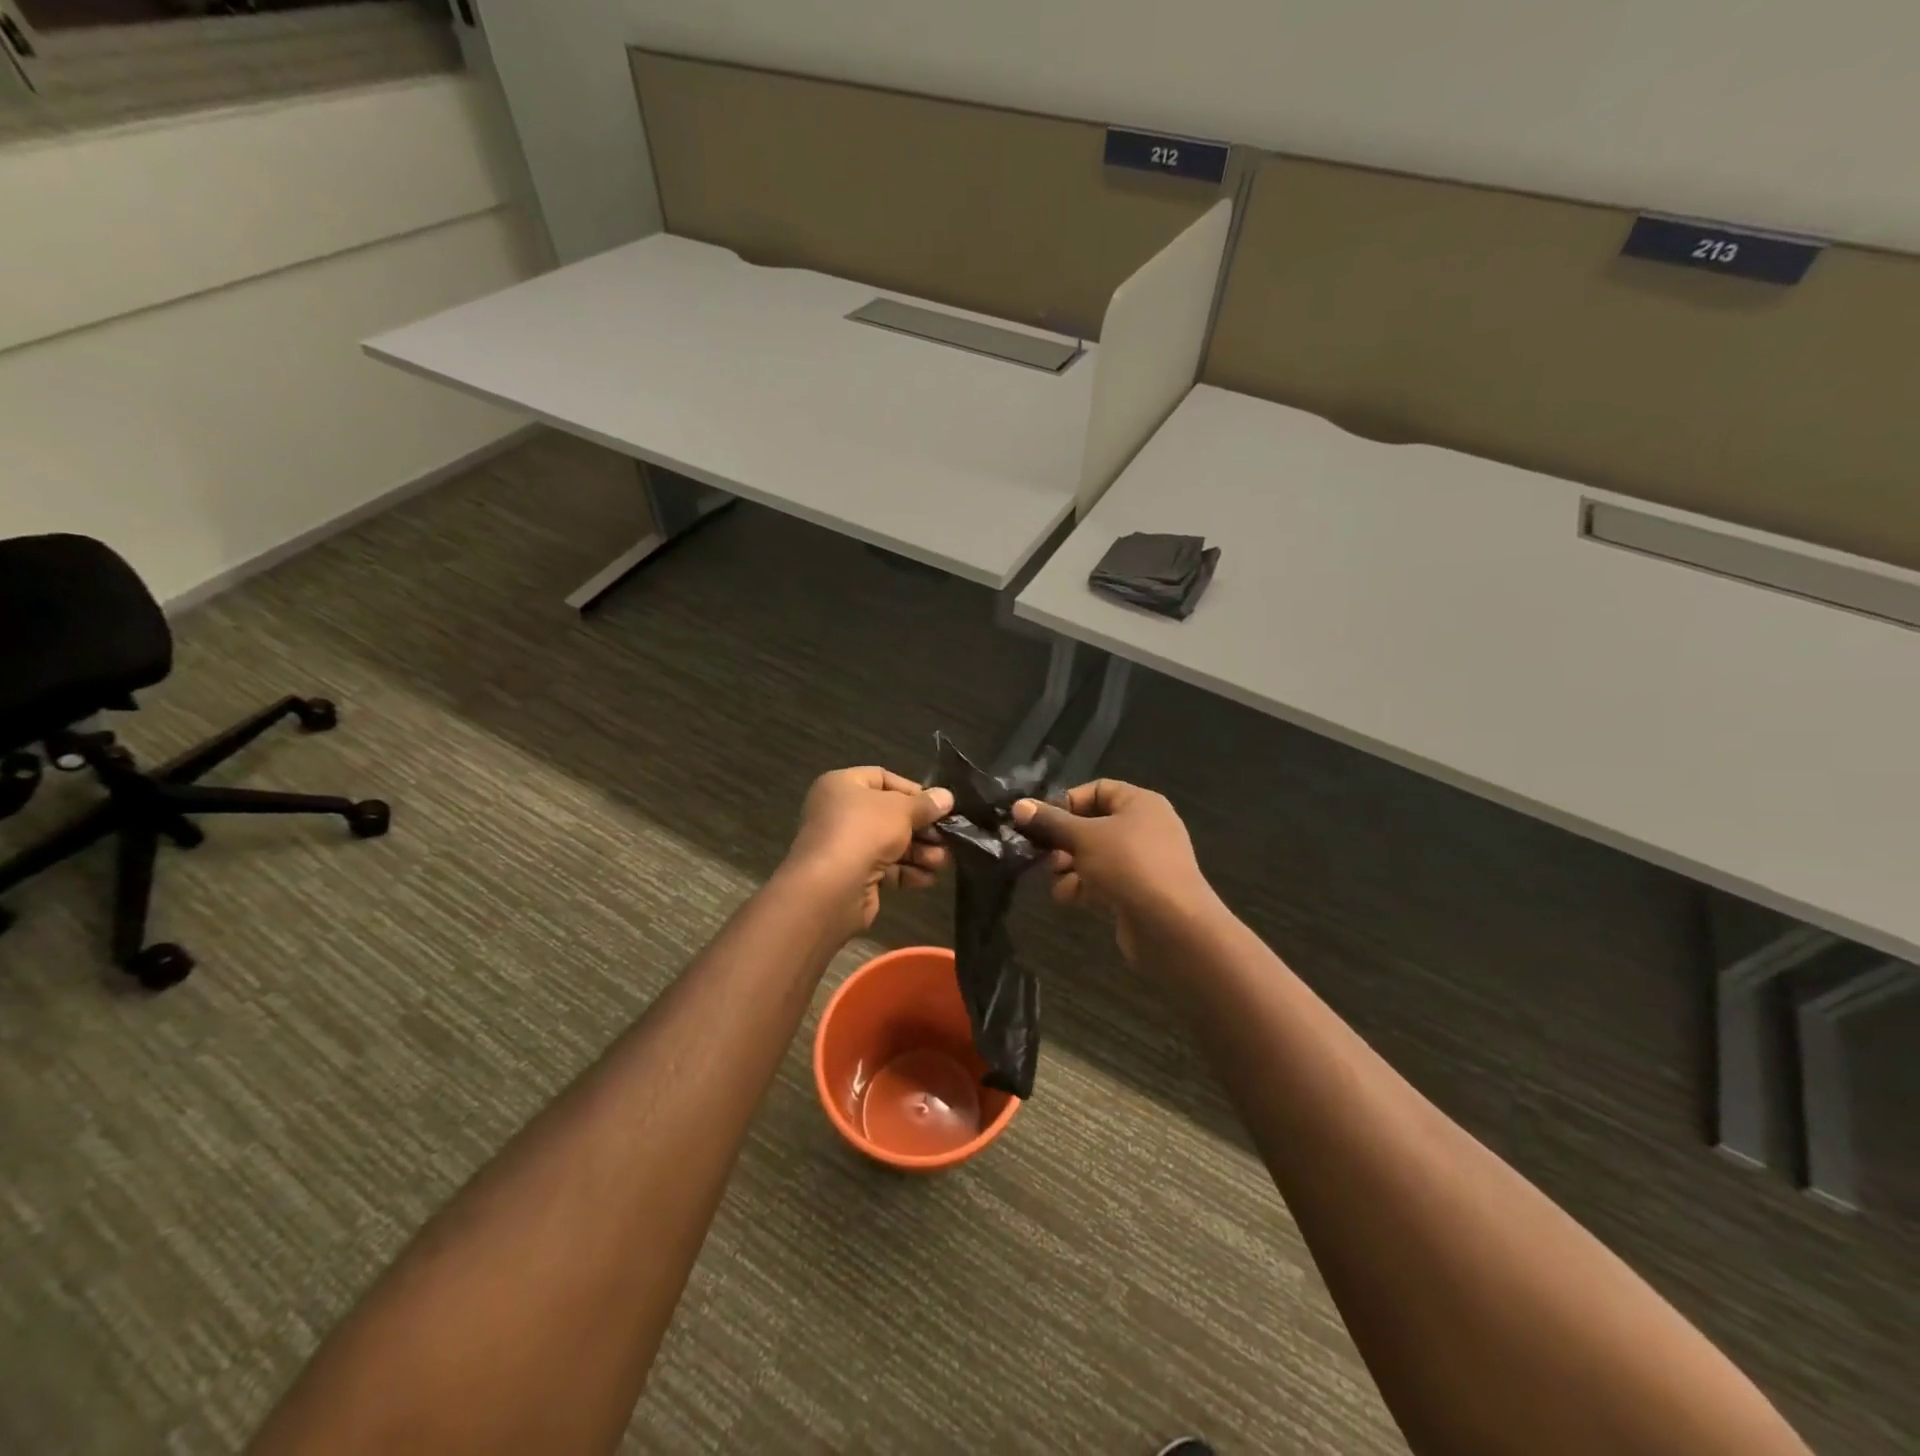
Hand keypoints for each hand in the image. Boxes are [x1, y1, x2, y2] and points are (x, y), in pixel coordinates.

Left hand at [786, 767, 953, 932]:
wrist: (830, 888)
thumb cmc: (864, 832)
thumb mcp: (901, 810)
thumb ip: (925, 804)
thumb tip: (946, 797)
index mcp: (842, 786)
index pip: (882, 778)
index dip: (912, 790)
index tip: (938, 805)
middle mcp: (840, 813)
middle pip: (890, 814)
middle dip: (922, 828)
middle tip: (947, 837)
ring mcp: (845, 846)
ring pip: (890, 843)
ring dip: (920, 852)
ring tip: (942, 861)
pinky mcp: (853, 875)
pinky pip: (885, 868)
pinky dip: (907, 872)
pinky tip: (928, 879)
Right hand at [1012, 780, 1217, 961]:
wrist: (1173, 927)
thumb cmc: (1129, 866)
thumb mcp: (1084, 838)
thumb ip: (1050, 822)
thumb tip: (1018, 805)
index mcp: (1140, 803)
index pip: (1097, 790)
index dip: (1067, 802)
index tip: (1041, 821)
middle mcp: (1145, 827)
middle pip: (1093, 825)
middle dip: (1064, 841)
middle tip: (1044, 854)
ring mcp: (1144, 862)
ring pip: (1095, 856)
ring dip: (1070, 866)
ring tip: (1057, 879)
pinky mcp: (1139, 892)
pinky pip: (1105, 880)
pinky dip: (1085, 886)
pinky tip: (1070, 898)